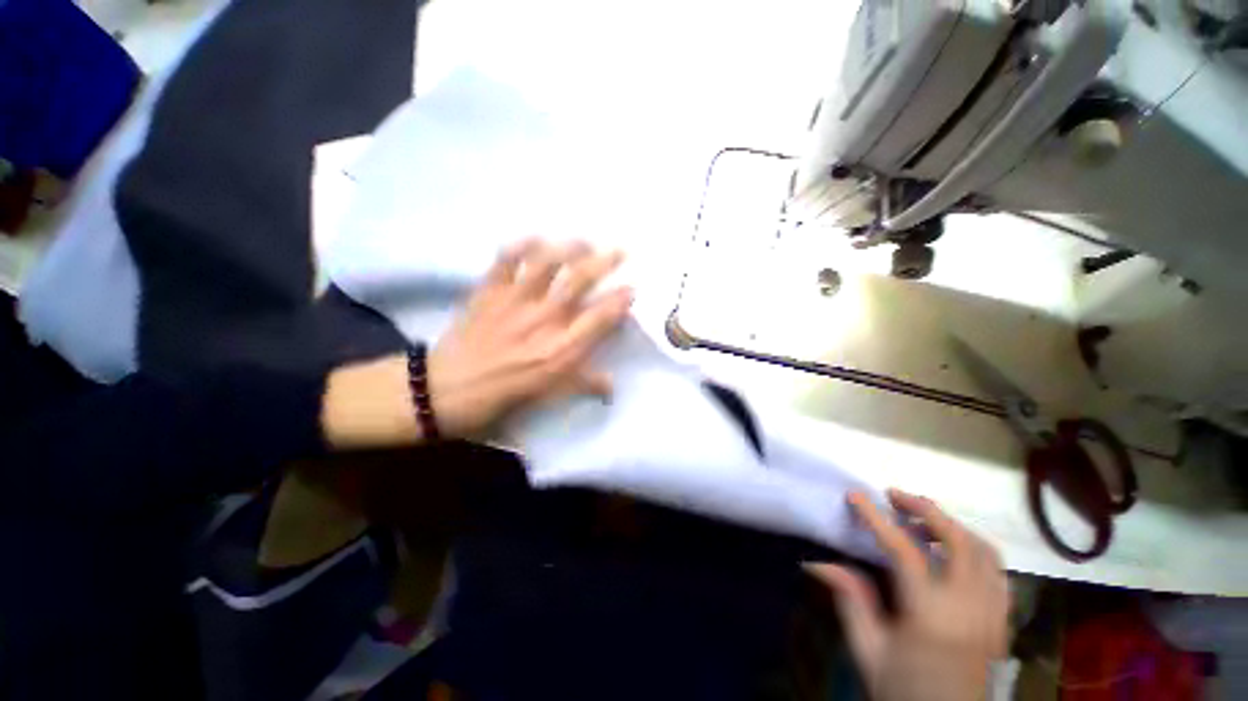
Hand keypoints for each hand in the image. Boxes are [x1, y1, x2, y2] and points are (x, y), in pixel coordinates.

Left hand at [429, 239, 632, 437]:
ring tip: (585, 242)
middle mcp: (543, 320)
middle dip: (605, 262)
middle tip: (620, 250)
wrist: (446, 390)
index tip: (632, 288)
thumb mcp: (549, 396)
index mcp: (561, 350)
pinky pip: (506, 260)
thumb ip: (584, 385)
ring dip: (570, 247)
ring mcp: (514, 301)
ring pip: (547, 262)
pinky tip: (537, 238)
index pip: (600, 317)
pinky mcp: (489, 291)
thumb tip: (613, 386)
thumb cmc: (503, 396)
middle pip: (579, 281)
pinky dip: (522, 244)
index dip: (620, 300)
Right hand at [806, 490, 1008, 700]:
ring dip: (953, 525)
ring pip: (985, 552)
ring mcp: (993, 614)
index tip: (855, 495)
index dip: (877, 518)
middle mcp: (969, 608)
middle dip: (926, 509)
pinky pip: (998, 573)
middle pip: (958, 540)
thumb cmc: (903, 692)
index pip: (904, 551)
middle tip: (895, 496)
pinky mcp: (1002, 622)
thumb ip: (851, 601)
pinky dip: (976, 551)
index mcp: (930, 615)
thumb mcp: (869, 651)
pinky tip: (955, 552)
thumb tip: (821, 562)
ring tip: (923, 519)